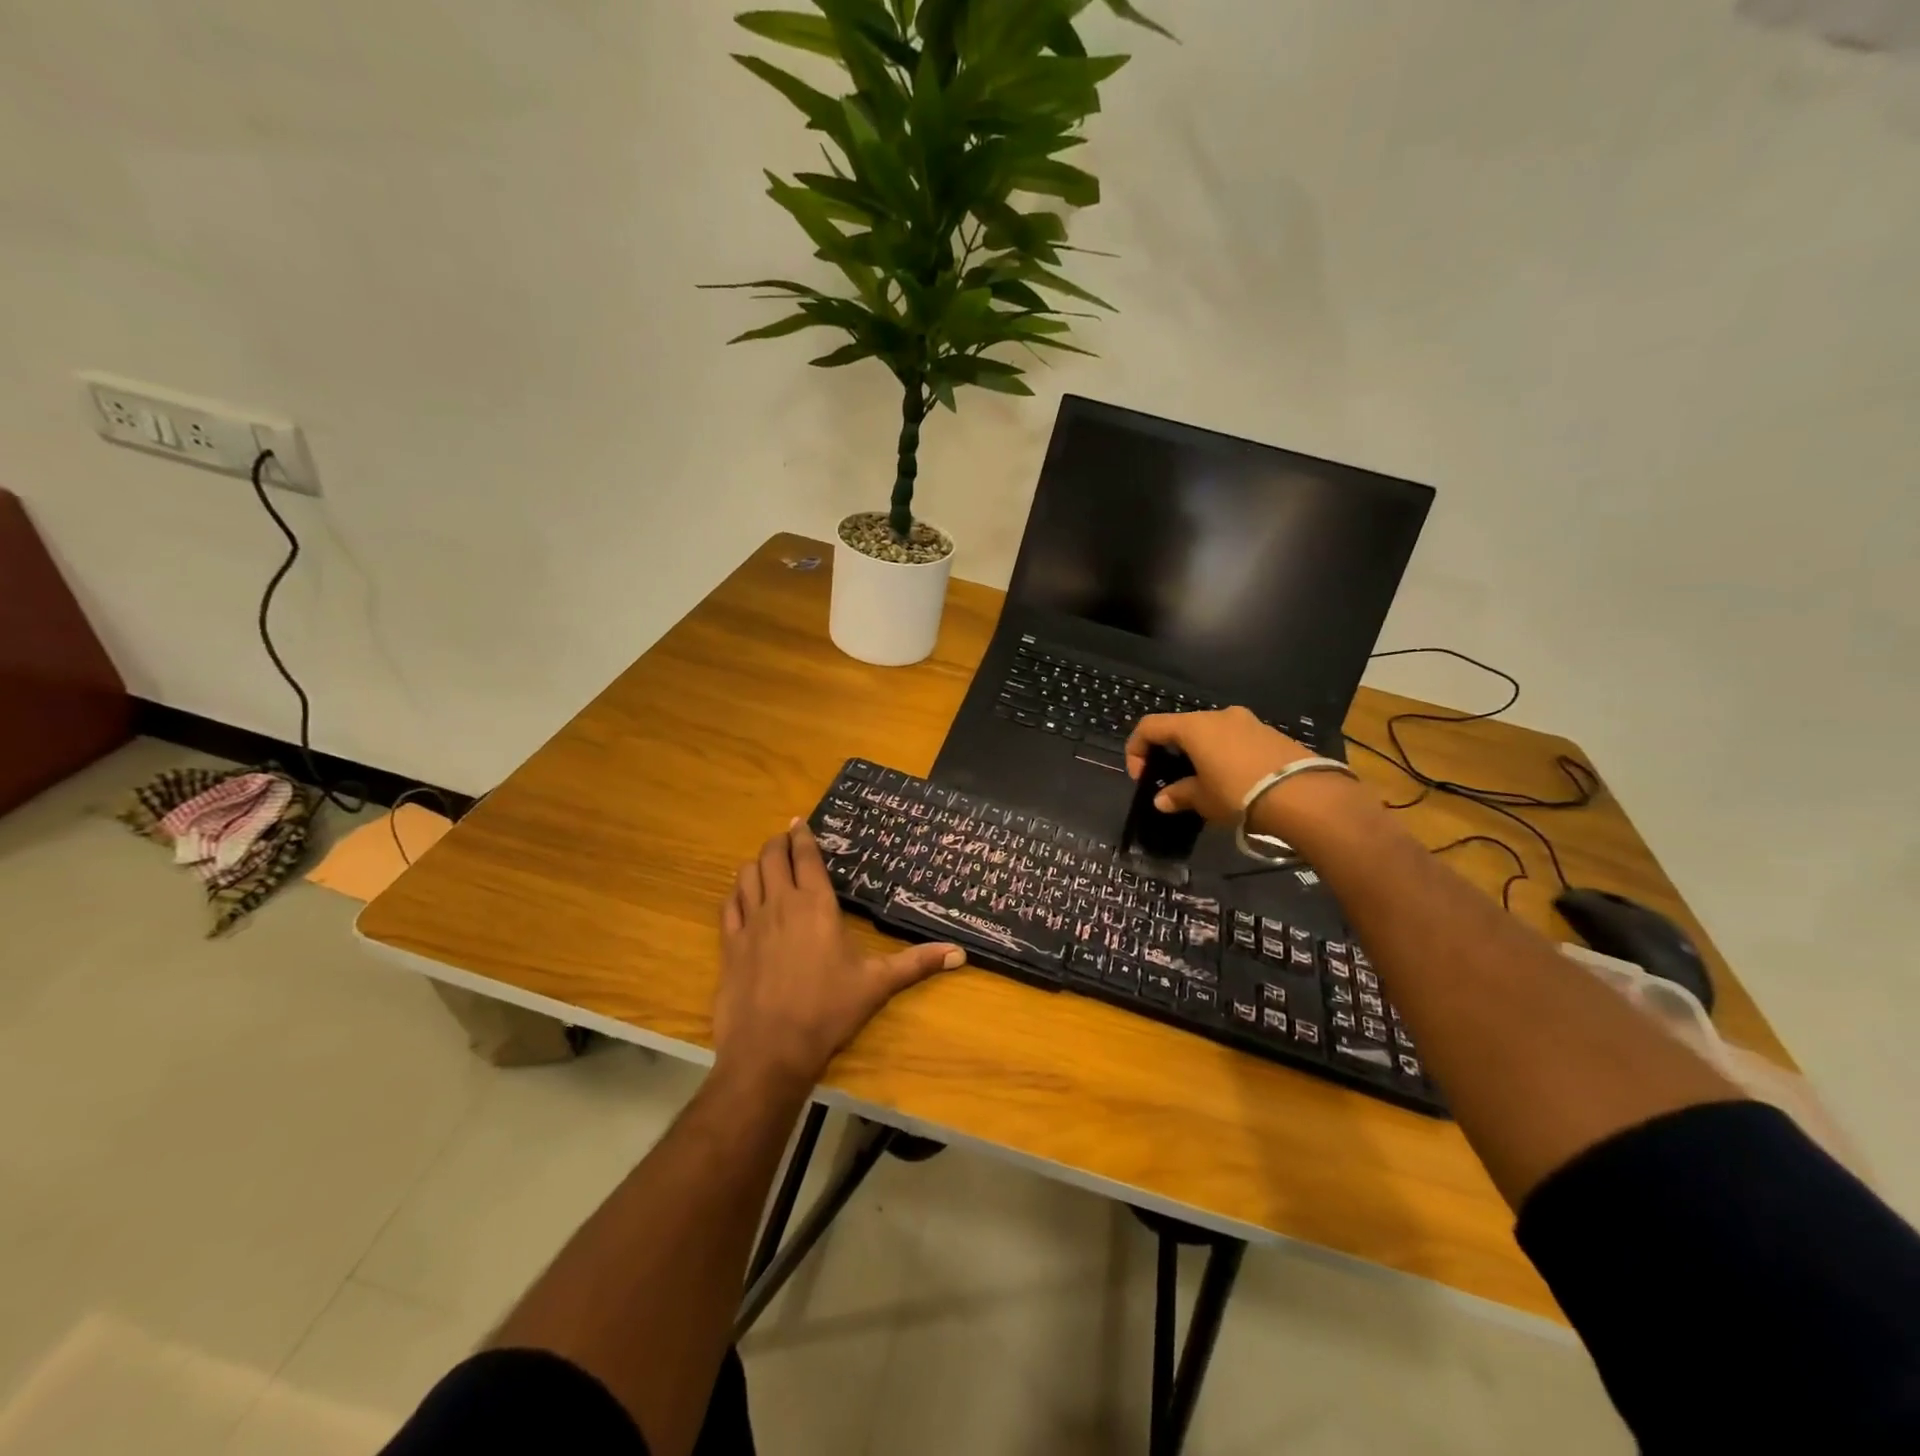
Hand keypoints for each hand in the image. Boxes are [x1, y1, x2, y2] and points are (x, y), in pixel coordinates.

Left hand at [715, 821, 963, 1090]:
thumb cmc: (828, 1011)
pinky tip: (742, 897)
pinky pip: (729, 906)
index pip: (806, 856)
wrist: (770, 1050)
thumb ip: (917, 964)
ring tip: (767, 864)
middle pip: (771, 857)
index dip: (803, 835)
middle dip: (779, 843)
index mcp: (815, 905)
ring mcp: (750, 924)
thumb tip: (961, 953)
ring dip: (757, 864)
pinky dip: (736, 893)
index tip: (801, 822)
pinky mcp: (729, 946)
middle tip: (787, 838)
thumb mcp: (878, 984)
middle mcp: (780, 904)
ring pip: (746, 876)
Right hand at [1125, 706, 1318, 821]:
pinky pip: (1235, 740)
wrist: (1304, 795)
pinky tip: (1233, 782)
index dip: (1137, 749)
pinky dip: (1224, 755)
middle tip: (1171, 781)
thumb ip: (1179, 795)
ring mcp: (1248, 722)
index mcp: (1194, 726)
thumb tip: (1162, 800)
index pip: (1150, 726)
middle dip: (1170, 752)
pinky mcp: (1271, 733)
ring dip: (1199, 754)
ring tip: (1204, 784)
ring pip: (1211, 733)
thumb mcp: (1203, 800)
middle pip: (1182, 727)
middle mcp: (1219, 715)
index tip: (1141, 777)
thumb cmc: (1239, 793)